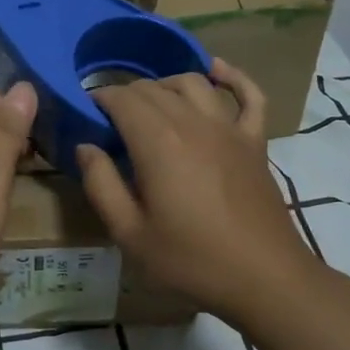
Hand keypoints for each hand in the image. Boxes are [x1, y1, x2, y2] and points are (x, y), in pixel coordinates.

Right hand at [76, 59, 319, 325]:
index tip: (86, 114)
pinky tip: (217, 70)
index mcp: (158, 143)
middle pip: (153, 88)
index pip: (122, 99)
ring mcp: (229, 129)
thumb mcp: (129, 233)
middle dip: (126, 95)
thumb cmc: (191, 260)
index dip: (99, 99)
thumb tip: (85, 146)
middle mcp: (193, 123)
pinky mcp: (255, 141)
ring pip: (193, 83)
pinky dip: (233, 77)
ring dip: (166, 84)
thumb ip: (101, 184)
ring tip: (150, 103)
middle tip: (111, 121)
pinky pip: (249, 95)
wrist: (264, 279)